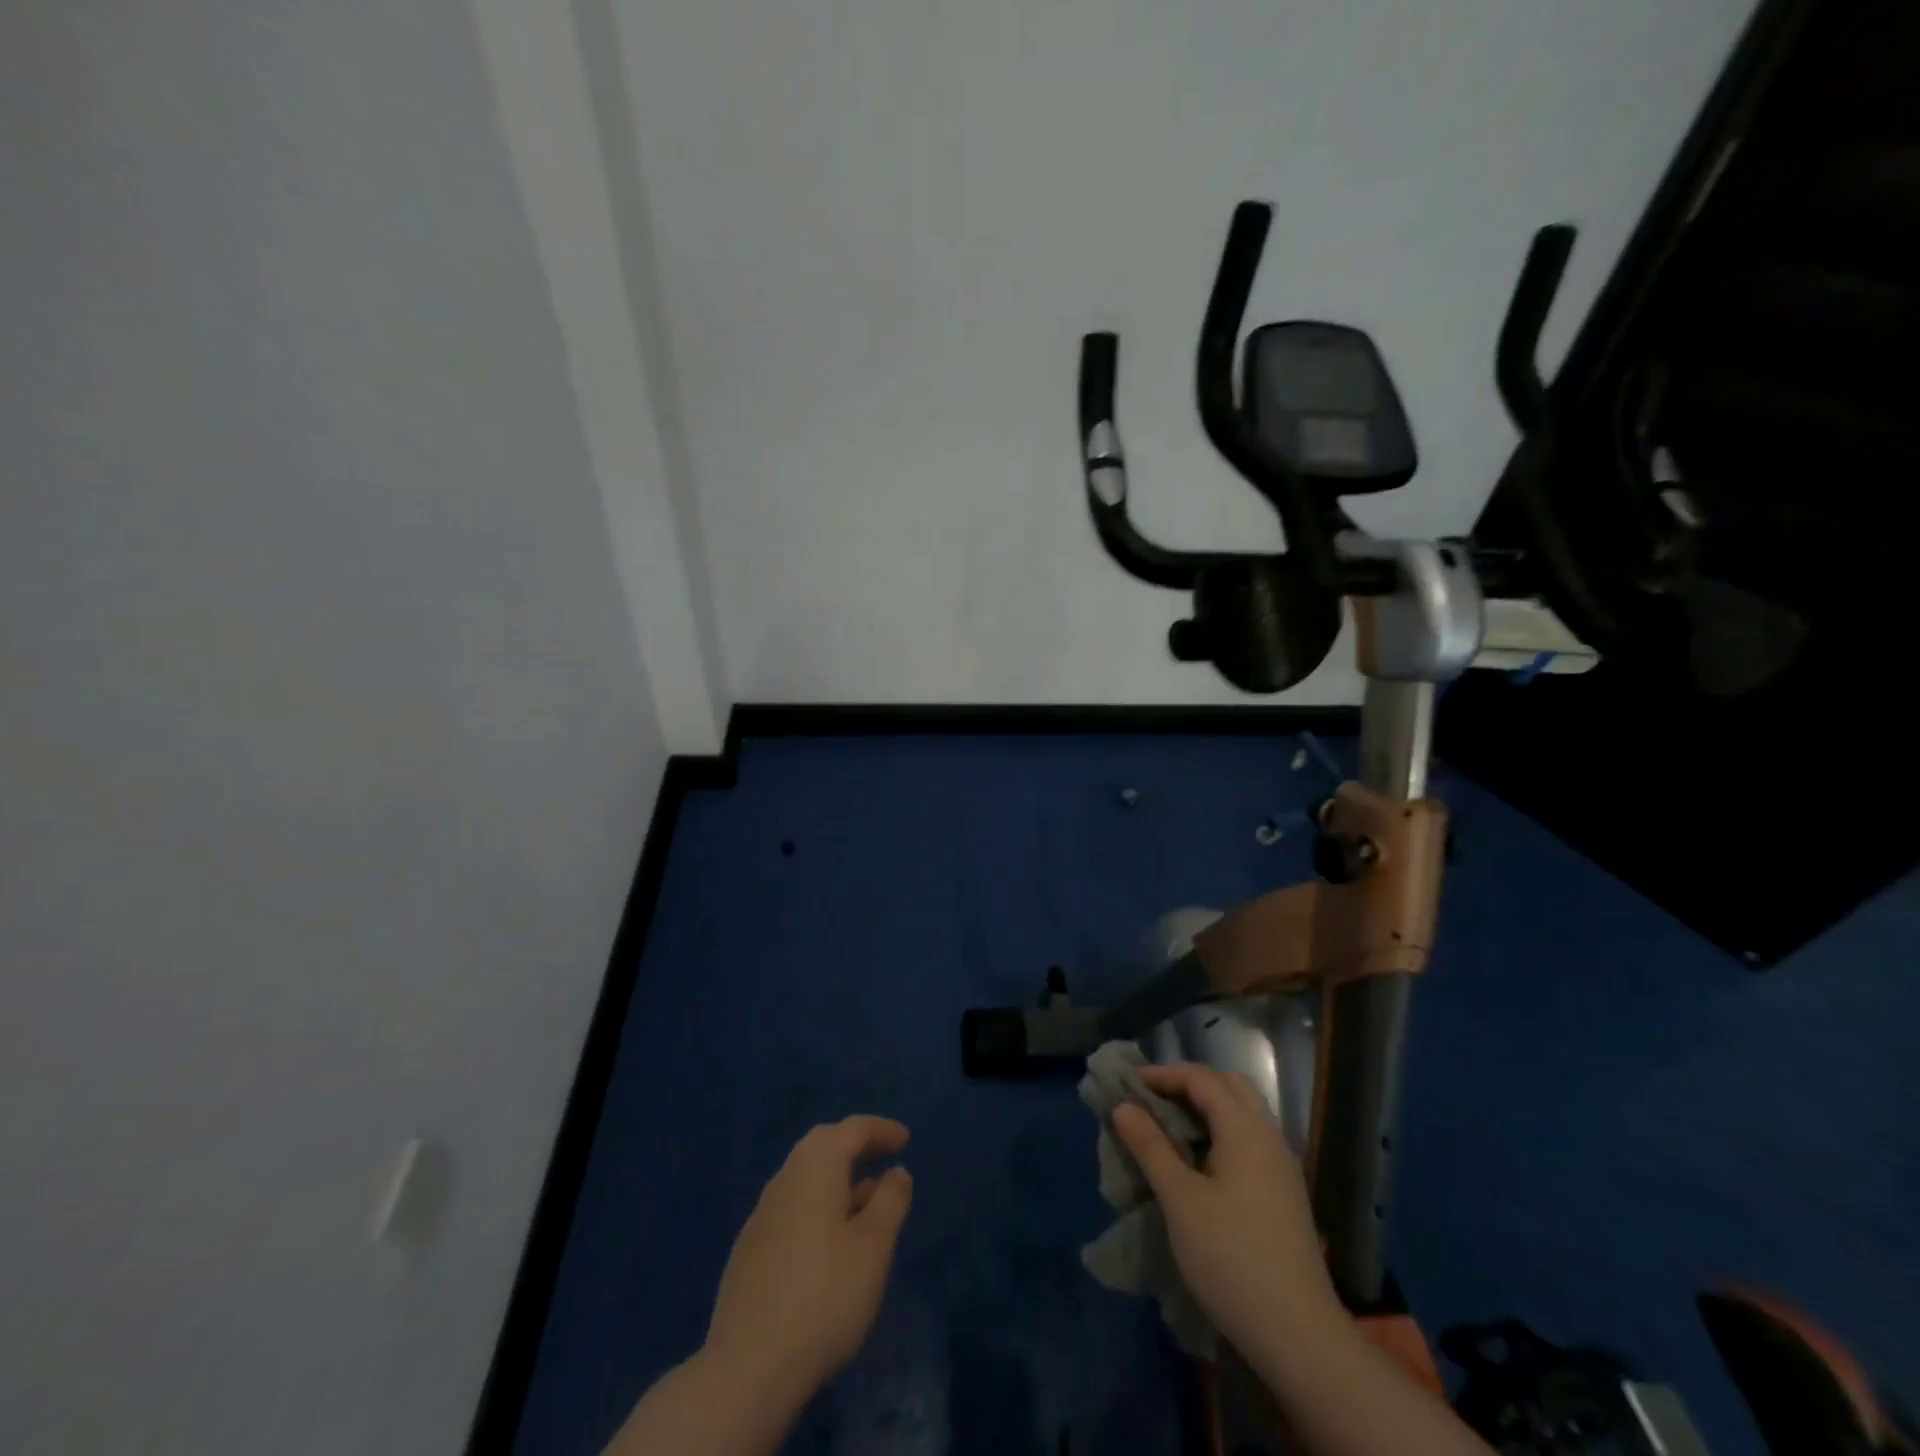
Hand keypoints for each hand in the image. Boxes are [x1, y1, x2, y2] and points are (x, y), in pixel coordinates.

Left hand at [703, 1116, 913, 1404]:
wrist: (748, 1368)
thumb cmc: (824, 1297)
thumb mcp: (873, 1247)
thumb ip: (890, 1202)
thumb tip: (897, 1172)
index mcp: (815, 1168)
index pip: (851, 1130)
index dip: (881, 1129)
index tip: (905, 1139)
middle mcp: (785, 1179)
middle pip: (822, 1144)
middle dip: (855, 1145)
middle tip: (883, 1156)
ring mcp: (762, 1214)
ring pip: (804, 1176)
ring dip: (836, 1176)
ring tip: (864, 1200)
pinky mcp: (750, 1249)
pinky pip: (791, 1204)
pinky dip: (817, 1202)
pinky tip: (829, 1238)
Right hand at [1112, 1063, 1337, 1362]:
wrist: (1299, 1335)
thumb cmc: (1231, 1258)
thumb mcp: (1180, 1199)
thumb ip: (1151, 1147)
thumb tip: (1124, 1106)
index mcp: (1245, 1129)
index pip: (1202, 1079)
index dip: (1163, 1074)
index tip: (1128, 1084)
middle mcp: (1268, 1137)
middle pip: (1229, 1087)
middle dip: (1189, 1084)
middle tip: (1153, 1100)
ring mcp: (1281, 1167)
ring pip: (1243, 1114)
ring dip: (1206, 1109)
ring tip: (1170, 1128)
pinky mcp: (1284, 1194)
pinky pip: (1250, 1140)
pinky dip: (1220, 1133)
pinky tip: (1199, 1162)